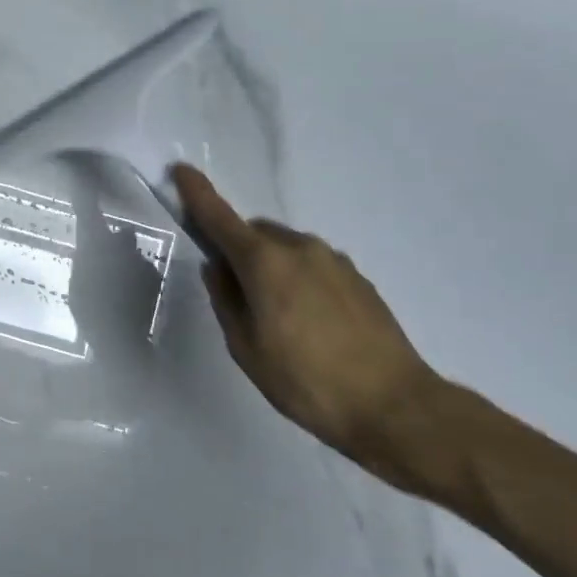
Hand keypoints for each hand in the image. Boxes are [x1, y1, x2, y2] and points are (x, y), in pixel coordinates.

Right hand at [172, 165, 460, 495]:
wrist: (394, 405)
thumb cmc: (305, 381)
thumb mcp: (247, 348)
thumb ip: (227, 301)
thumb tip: (219, 269)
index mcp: (265, 262)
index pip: (221, 218)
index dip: (198, 194)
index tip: (181, 171)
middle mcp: (300, 248)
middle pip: (255, 234)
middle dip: (239, 251)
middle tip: (237, 295)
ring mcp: (334, 260)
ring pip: (286, 249)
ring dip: (271, 267)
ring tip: (278, 318)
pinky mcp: (358, 278)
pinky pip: (313, 265)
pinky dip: (299, 279)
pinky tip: (309, 322)